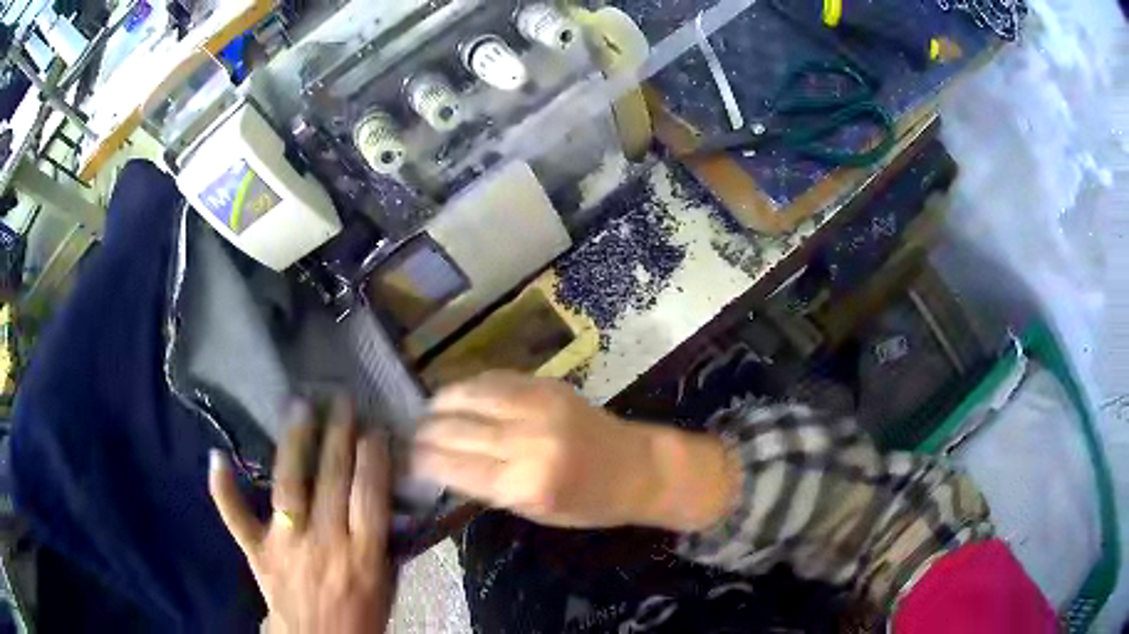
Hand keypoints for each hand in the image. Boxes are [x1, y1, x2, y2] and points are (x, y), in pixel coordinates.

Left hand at [209, 399, 394, 633]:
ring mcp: (286, 545)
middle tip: (341, 399)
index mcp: (363, 556)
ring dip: (295, 444)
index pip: (370, 497)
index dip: (373, 459)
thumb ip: (380, 541)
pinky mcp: (257, 551)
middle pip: (333, 482)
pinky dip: (223, 489)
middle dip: (339, 436)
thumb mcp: (385, 584)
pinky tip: (215, 456)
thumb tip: (380, 497)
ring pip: (289, 487)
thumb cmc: (360, 617)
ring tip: (299, 405)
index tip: (375, 428)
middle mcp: (325, 543)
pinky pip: (236, 517)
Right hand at [413, 372, 737, 531]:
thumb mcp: (532, 511)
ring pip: (469, 395)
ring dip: (440, 403)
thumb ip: (486, 487)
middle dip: (425, 432)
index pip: (454, 467)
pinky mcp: (547, 384)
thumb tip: (442, 464)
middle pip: (456, 429)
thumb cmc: (586, 504)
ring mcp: (538, 406)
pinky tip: (458, 395)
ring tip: (428, 413)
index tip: (405, 459)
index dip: (422, 460)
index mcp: (525, 484)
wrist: (636, 468)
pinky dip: (469, 386)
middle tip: (410, 436)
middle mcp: (528, 441)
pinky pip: (495, 379)